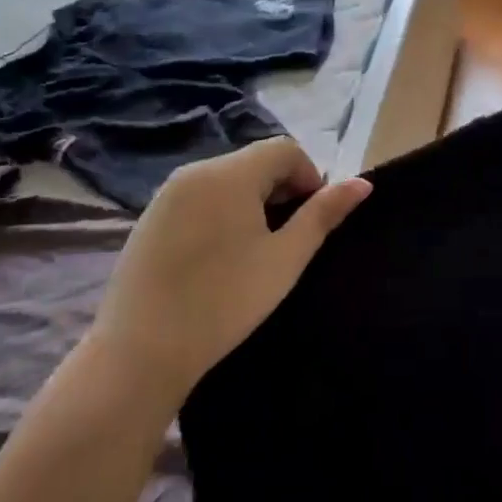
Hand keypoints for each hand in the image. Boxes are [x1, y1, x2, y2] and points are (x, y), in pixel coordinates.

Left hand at [92, 138, 370, 394]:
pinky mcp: (150, 218)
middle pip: (255, 161)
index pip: (285, 149)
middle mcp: (195, 171)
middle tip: (285, 241)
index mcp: (230, 174)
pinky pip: (200, 197)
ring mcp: (167, 194)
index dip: (309, 177)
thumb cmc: (224, 301)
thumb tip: (363, 184)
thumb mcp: (285, 258)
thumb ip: (324, 214)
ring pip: (227, 180)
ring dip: (252, 201)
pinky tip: (218, 258)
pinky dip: (222, 212)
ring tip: (254, 251)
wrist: (138, 352)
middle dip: (281, 190)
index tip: (309, 222)